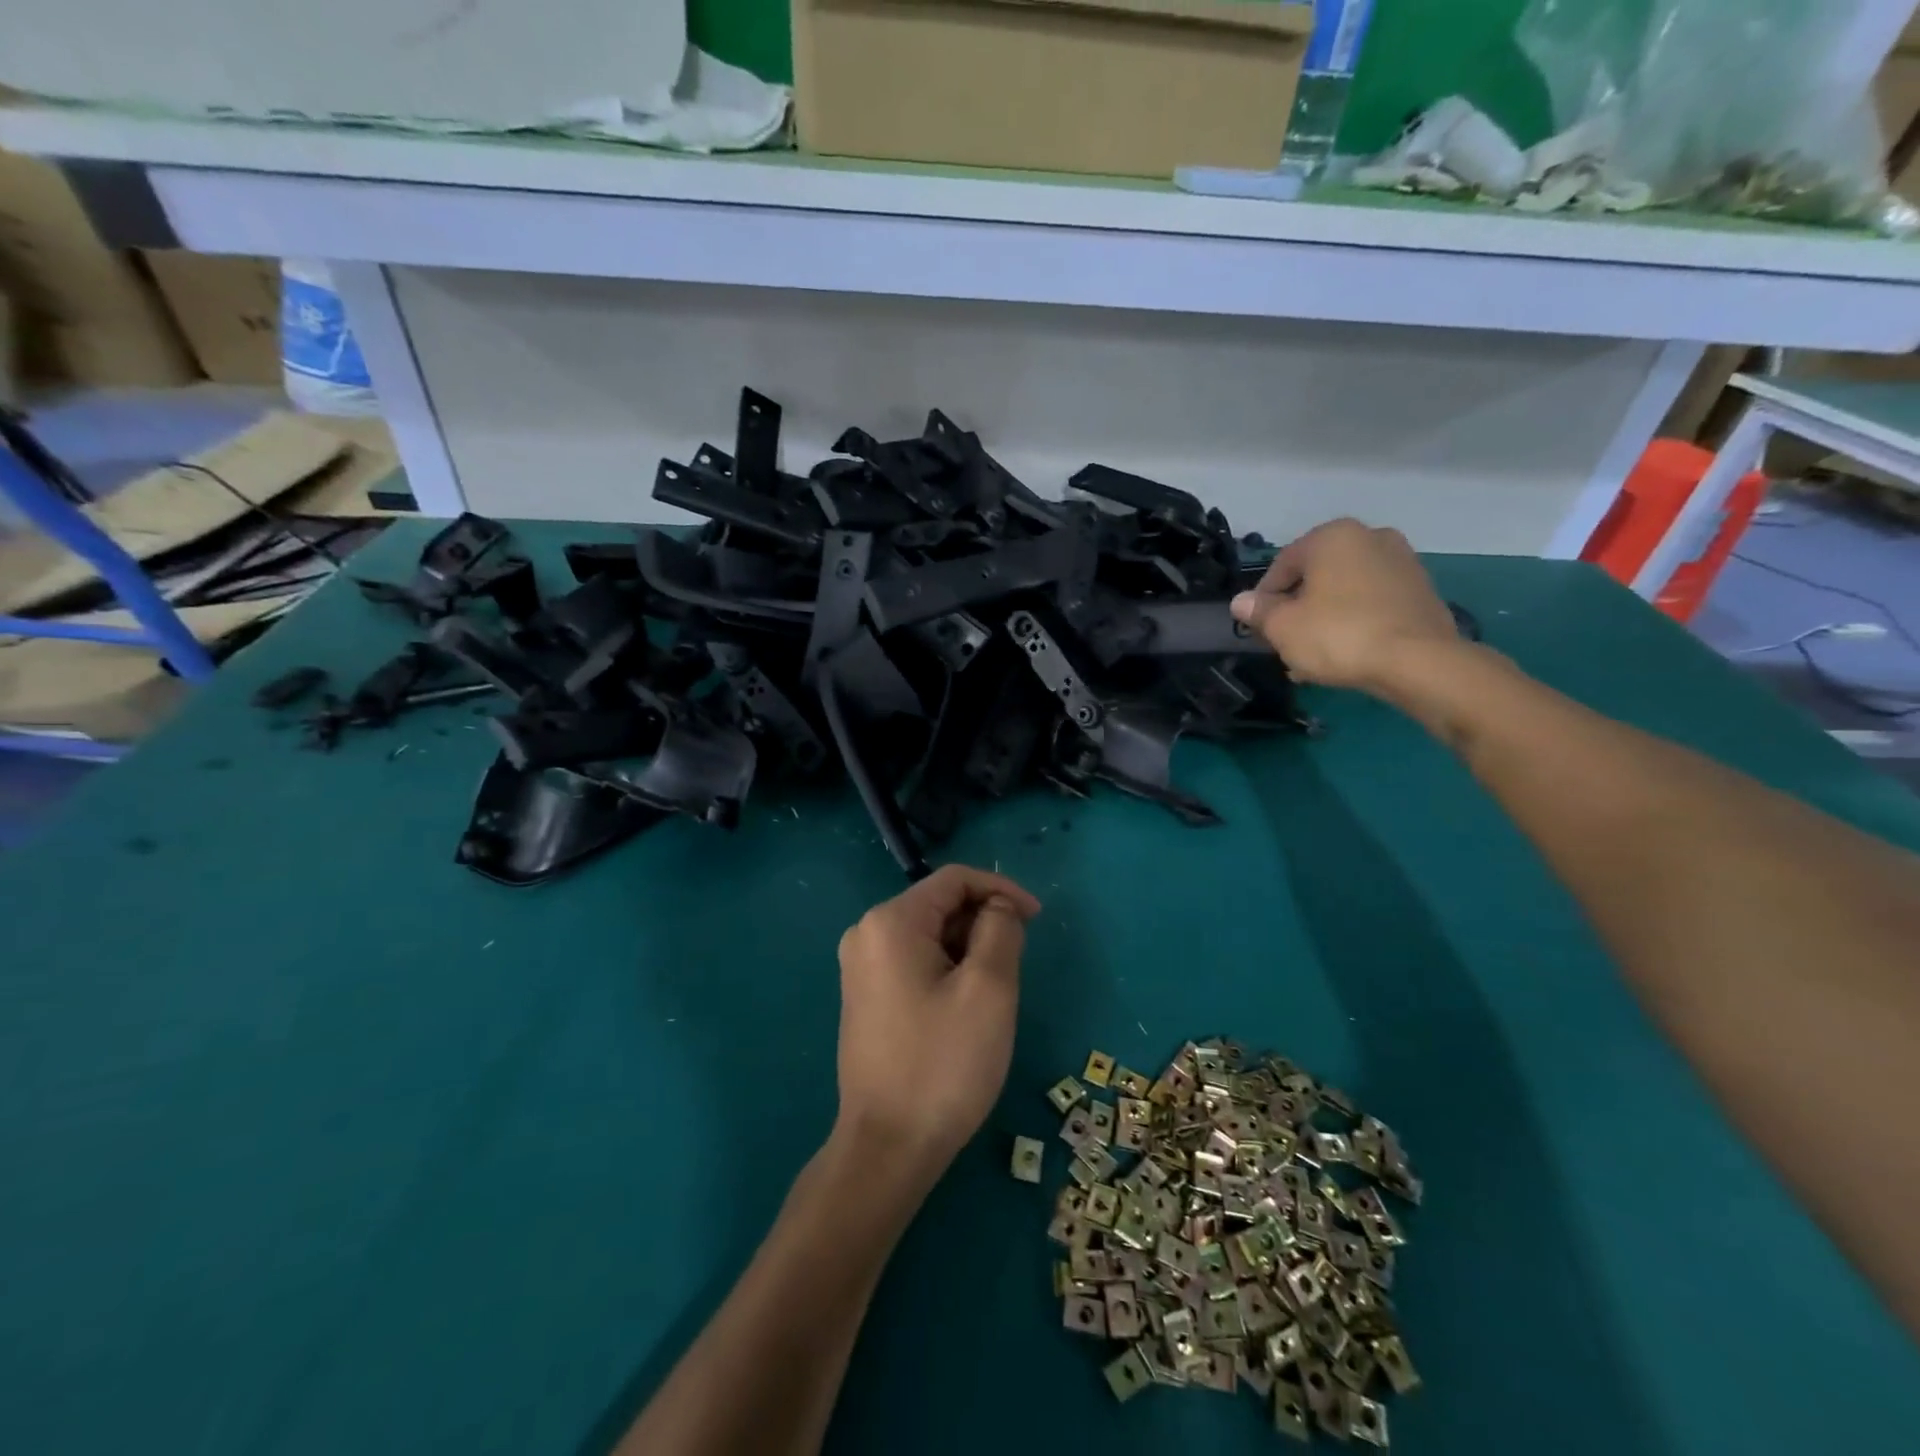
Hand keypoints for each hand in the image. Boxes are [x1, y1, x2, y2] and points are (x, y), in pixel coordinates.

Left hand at [834, 865, 1041, 1179]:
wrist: (888, 1148)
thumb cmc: (943, 1063)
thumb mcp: (988, 989)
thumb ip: (1000, 930)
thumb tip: (998, 907)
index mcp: (890, 922)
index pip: (954, 880)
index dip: (1001, 889)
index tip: (1037, 919)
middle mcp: (866, 933)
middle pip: (939, 905)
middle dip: (983, 923)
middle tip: (1015, 968)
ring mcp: (861, 967)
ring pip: (929, 935)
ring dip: (968, 949)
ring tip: (992, 995)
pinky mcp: (865, 996)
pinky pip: (915, 961)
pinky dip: (948, 969)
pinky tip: (964, 1008)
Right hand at [1232, 518, 1460, 693]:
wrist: (1418, 661)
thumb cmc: (1338, 634)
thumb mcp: (1283, 627)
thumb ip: (1259, 611)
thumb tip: (1241, 602)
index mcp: (1332, 537)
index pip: (1282, 564)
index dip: (1264, 598)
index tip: (1258, 626)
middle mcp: (1370, 537)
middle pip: (1317, 576)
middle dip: (1298, 608)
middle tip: (1285, 641)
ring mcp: (1402, 562)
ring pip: (1345, 591)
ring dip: (1325, 617)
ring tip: (1312, 655)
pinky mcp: (1422, 590)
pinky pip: (1373, 603)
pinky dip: (1355, 621)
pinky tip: (1345, 653)